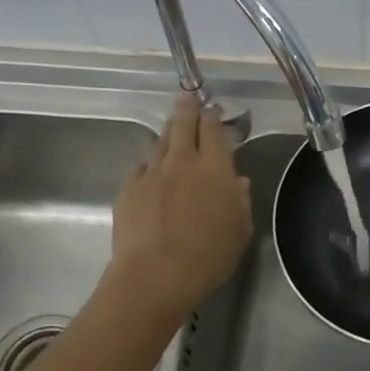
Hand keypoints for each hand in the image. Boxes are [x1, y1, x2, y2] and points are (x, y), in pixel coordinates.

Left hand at [109, 94, 252, 314]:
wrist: (155, 274)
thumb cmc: (208, 255)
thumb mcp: (240, 230)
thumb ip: (241, 200)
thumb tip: (238, 181)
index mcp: (215, 168)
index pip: (213, 129)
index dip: (213, 116)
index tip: (213, 109)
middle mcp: (182, 161)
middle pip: (183, 124)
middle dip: (187, 107)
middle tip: (188, 96)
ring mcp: (152, 173)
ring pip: (160, 141)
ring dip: (168, 132)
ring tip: (171, 127)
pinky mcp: (128, 189)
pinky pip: (140, 166)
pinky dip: (148, 162)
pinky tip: (150, 169)